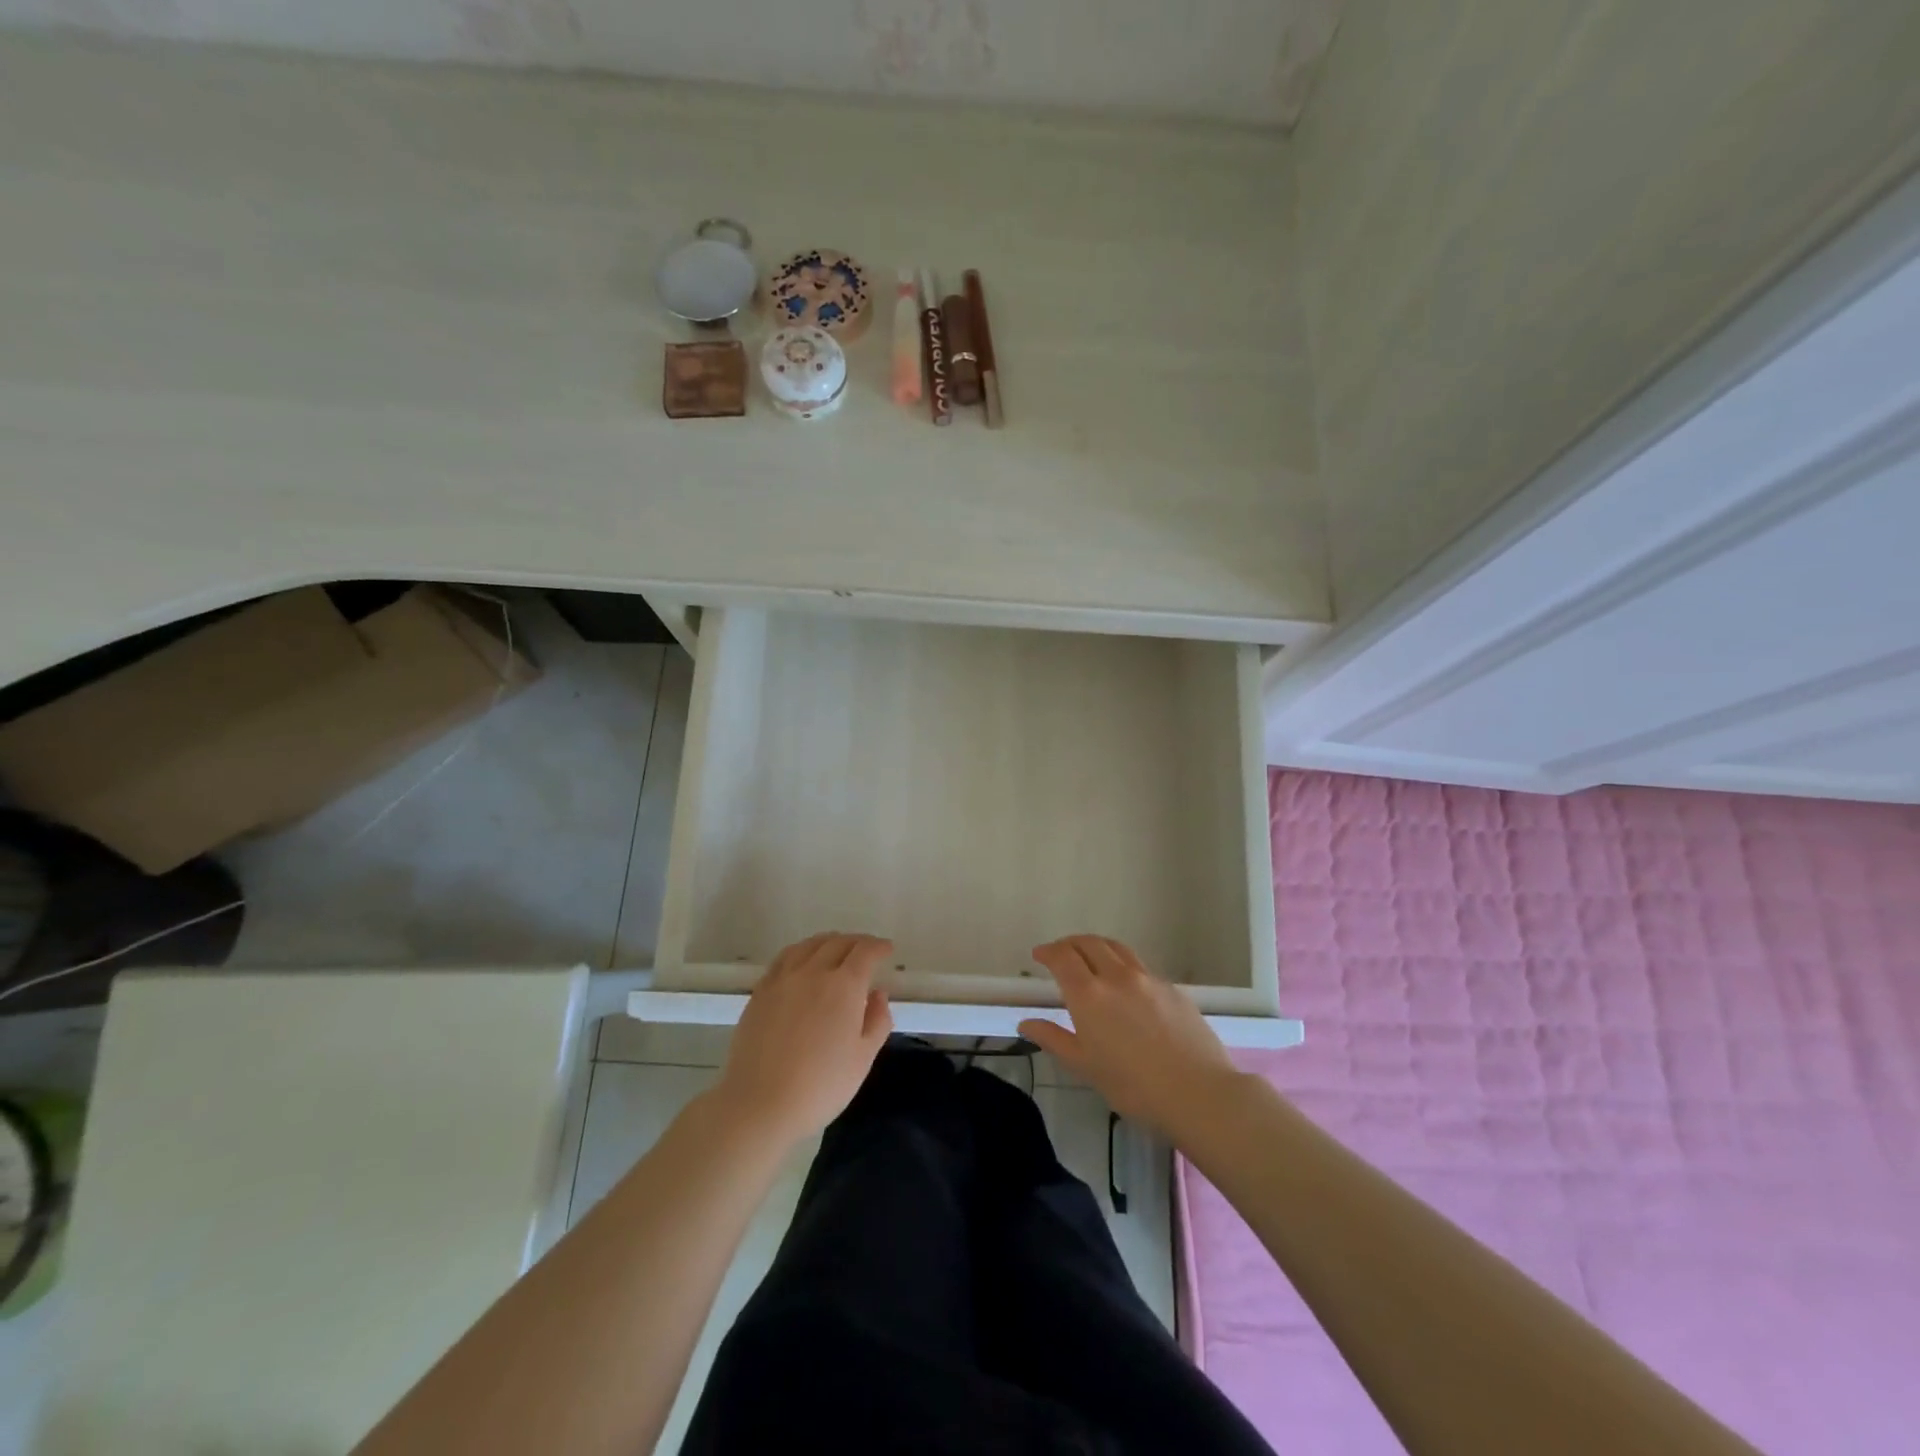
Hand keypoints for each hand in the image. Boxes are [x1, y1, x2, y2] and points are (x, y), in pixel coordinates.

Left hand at [714, 932, 894, 1145]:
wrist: (759, 1104)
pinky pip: (784, 958)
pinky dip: (801, 952)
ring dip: (828, 942)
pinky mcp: (760, 991)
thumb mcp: (862, 1058)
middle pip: (837, 942)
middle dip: (857, 942)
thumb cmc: (821, 1086)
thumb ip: (877, 1021)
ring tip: (835, 950)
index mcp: (844, 986)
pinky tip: (802, 963)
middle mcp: (813, 972)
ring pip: (809, 945)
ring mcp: (783, 979)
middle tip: (866, 950)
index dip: (879, 947)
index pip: (865, 951)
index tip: (887, 950)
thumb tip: (877, 994)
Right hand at [1019, 936, 1242, 1137]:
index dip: (1048, 951)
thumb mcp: (1085, 1067)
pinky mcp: (1173, 988)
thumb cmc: (1133, 1086)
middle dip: (1070, 944)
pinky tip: (1127, 987)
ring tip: (1091, 958)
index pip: (1063, 957)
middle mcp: (1116, 976)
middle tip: (1061, 953)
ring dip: (1097, 947)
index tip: (1039, 955)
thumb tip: (1026, 1022)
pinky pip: (1140, 967)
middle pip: (1089, 943)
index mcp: (1089, 994)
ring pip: (1117, 949)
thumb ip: (1054, 1038)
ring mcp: (1148, 979)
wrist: (1198, 1092)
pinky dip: (1124, 966)